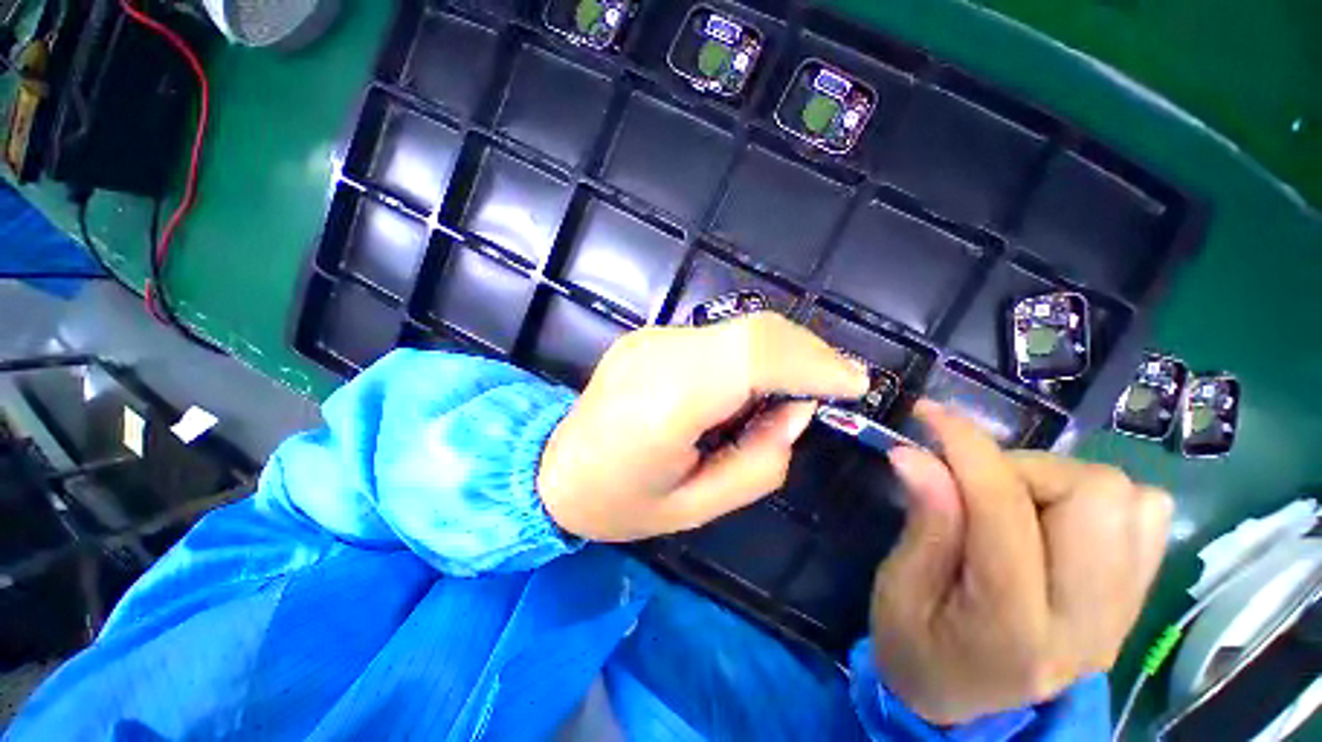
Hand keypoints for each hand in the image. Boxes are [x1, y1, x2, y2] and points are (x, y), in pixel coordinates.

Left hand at [538, 313, 868, 541]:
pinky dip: (750, 353)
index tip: (853, 384)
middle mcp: (656, 355)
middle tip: (833, 385)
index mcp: (665, 403)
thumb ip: (760, 461)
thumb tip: (797, 411)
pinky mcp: (647, 335)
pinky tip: (751, 384)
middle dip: (807, 352)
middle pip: (752, 331)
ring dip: (781, 352)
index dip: (813, 362)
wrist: (552, 468)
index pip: (752, 356)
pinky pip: (716, 336)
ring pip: (738, 328)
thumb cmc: (620, 502)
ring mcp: (649, 338)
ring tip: (796, 388)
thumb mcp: (696, 508)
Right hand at [870, 401, 1172, 724]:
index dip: (967, 448)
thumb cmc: (915, 645)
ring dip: (1058, 480)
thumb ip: (923, 522)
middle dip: (1024, 467)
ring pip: (1129, 498)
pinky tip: (1049, 518)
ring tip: (1010, 501)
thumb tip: (916, 454)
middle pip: (1096, 496)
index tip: (929, 416)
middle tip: (974, 482)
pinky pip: (1145, 517)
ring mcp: (1123, 613)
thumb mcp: (897, 588)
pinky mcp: (1135, 599)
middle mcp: (1088, 622)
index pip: (1005, 510)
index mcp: (1012, 628)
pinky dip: (1094, 497)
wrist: (962, 702)